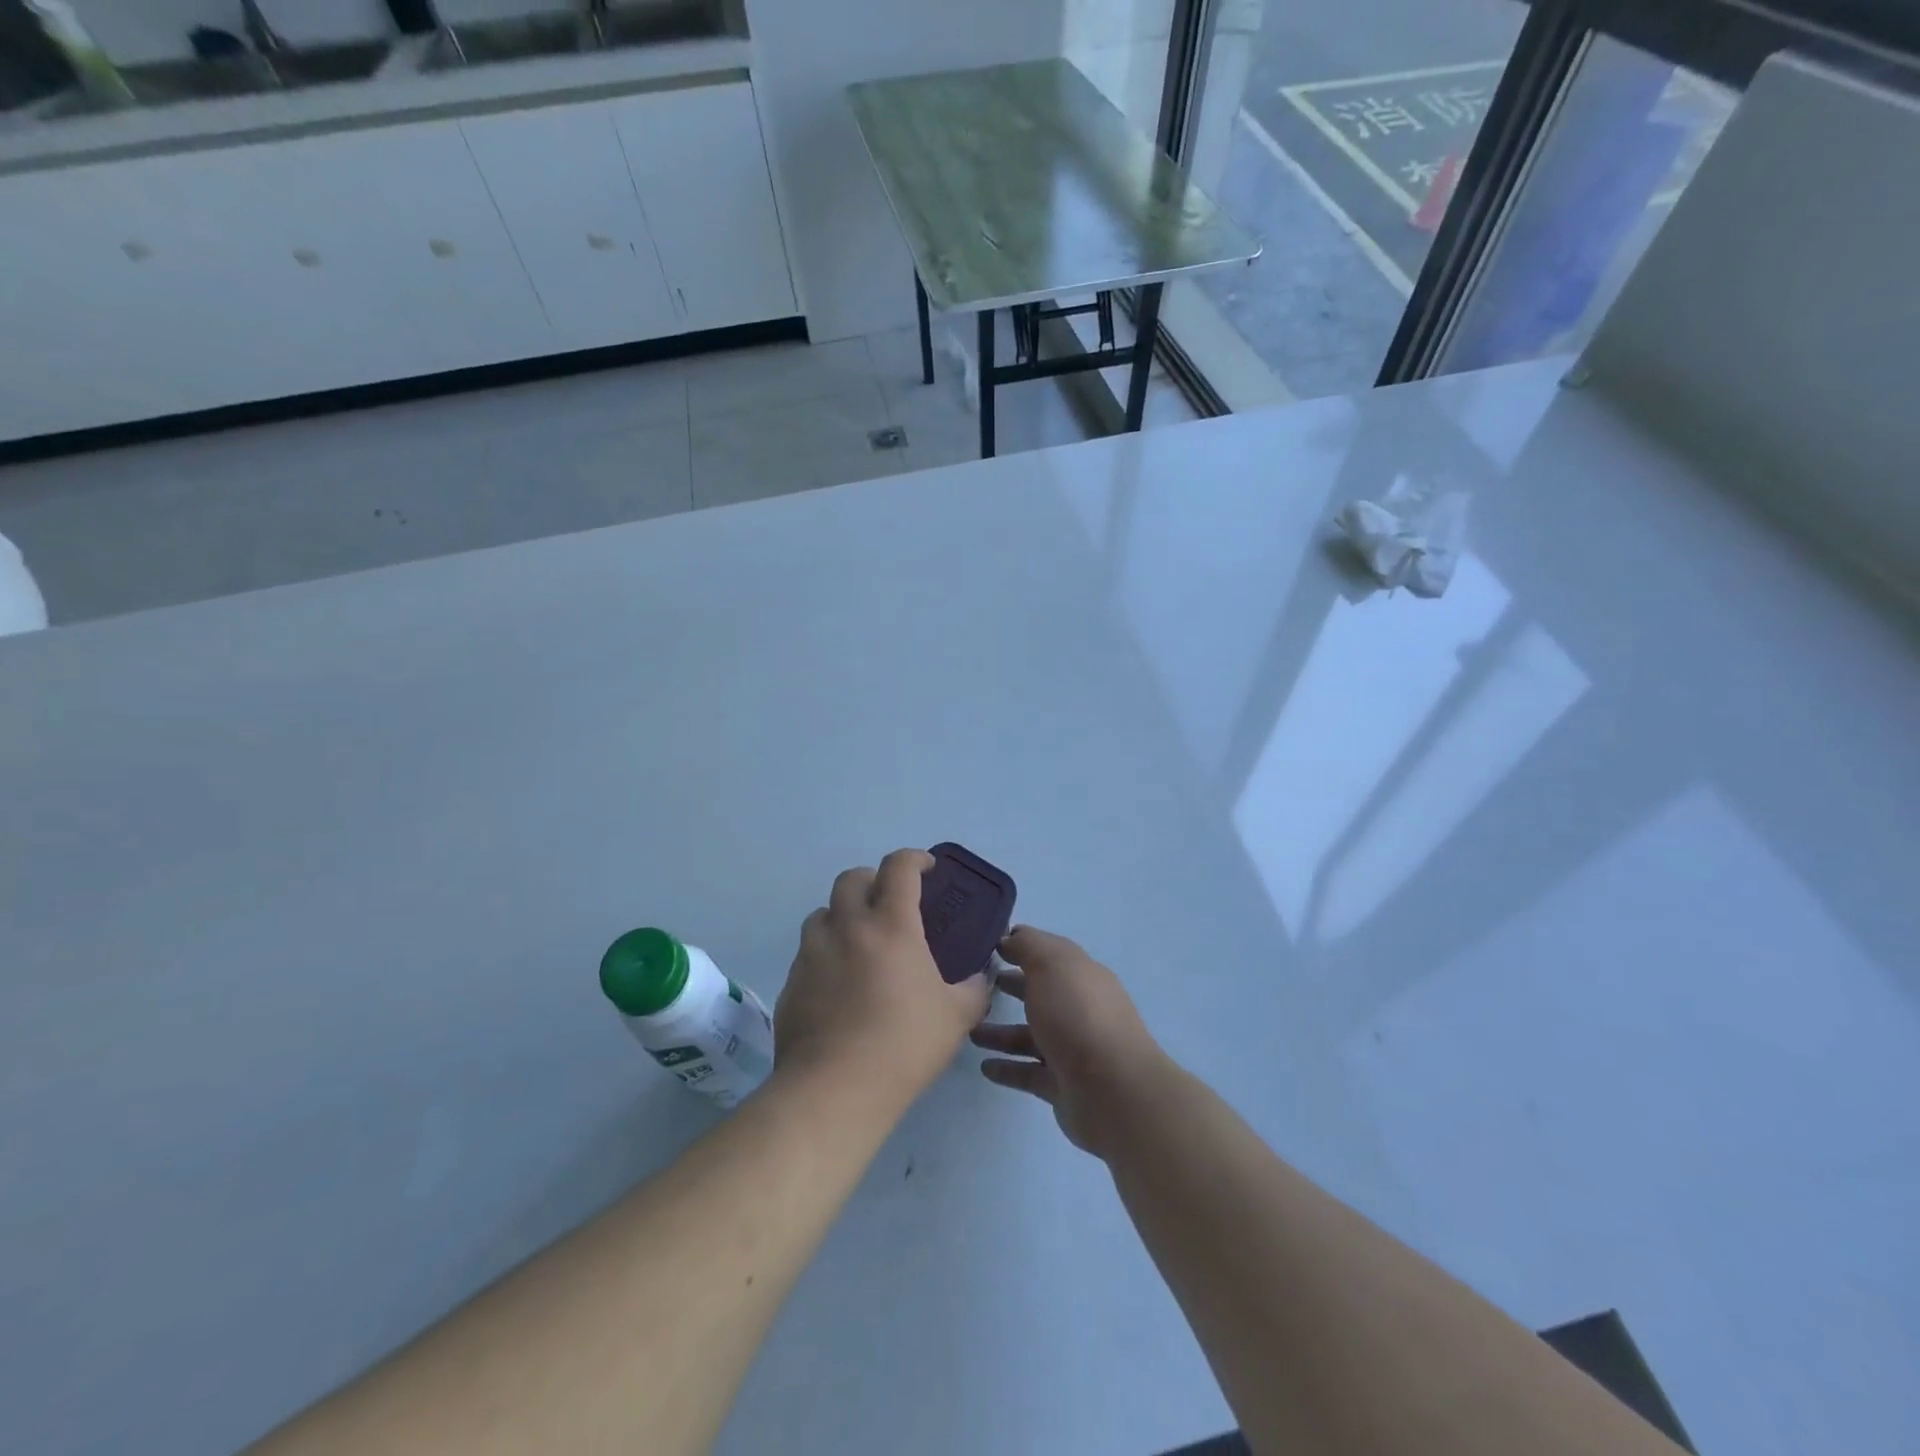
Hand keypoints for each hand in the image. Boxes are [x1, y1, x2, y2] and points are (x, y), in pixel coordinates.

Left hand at [774, 849, 993, 1105]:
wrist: (834, 1089)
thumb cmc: (903, 1045)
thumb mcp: (956, 1017)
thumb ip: (973, 989)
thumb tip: (980, 978)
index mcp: (891, 925)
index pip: (899, 867)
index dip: (915, 858)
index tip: (927, 867)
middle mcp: (847, 927)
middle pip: (852, 878)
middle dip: (873, 880)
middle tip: (890, 903)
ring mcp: (813, 953)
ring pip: (823, 912)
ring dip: (843, 915)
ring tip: (860, 943)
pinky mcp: (792, 982)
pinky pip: (808, 952)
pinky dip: (826, 953)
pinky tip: (839, 985)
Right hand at [970, 926, 1169, 1157]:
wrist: (1111, 1090)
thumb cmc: (1078, 1015)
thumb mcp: (1051, 965)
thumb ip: (1028, 946)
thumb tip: (1010, 936)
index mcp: (1082, 976)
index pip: (1051, 954)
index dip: (1023, 946)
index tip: (989, 945)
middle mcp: (1080, 1009)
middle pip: (1042, 993)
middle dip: (1013, 986)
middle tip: (977, 985)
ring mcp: (1073, 1049)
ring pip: (1031, 1035)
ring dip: (1001, 1032)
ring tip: (969, 1030)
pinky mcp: (1062, 1084)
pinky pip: (1028, 1072)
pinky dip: (1007, 1068)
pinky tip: (984, 1066)